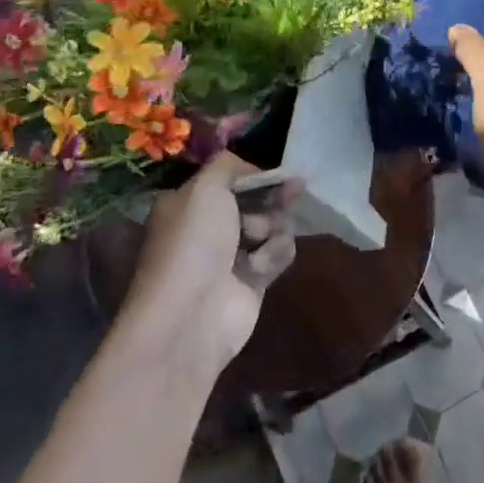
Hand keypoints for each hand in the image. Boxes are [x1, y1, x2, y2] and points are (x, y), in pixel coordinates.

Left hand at [129, 153, 297, 381]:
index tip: (278, 170)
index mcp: (189, 203)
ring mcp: (232, 256)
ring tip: (259, 239)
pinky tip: (261, 267)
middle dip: (273, 197)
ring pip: (272, 225)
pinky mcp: (254, 281)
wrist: (191, 316)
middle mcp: (209, 227)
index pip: (229, 179)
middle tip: (294, 189)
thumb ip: (228, 165)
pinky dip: (275, 256)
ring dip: (271, 228)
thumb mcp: (204, 187)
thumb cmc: (193, 242)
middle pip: (255, 201)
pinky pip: (278, 254)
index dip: (254, 173)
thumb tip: (251, 167)